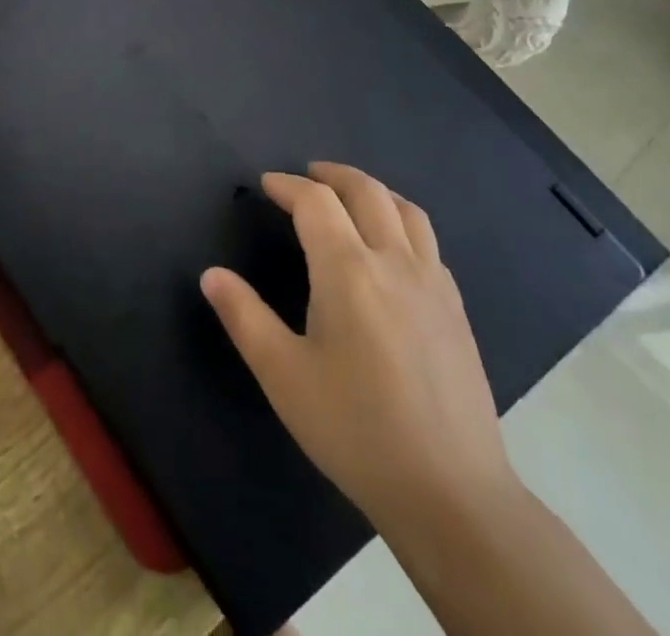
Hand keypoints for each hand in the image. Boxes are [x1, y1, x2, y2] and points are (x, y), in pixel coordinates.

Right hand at [201, 163, 516, 533]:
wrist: (452, 494)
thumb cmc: (356, 429)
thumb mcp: (283, 374)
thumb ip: (244, 316)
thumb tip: (211, 274)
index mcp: (348, 270)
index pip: (316, 202)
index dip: (287, 185)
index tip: (266, 185)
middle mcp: (395, 263)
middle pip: (367, 192)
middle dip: (333, 175)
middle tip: (306, 175)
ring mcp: (434, 286)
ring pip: (407, 211)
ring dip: (374, 191)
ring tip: (351, 197)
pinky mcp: (457, 312)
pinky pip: (429, 243)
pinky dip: (402, 223)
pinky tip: (391, 250)